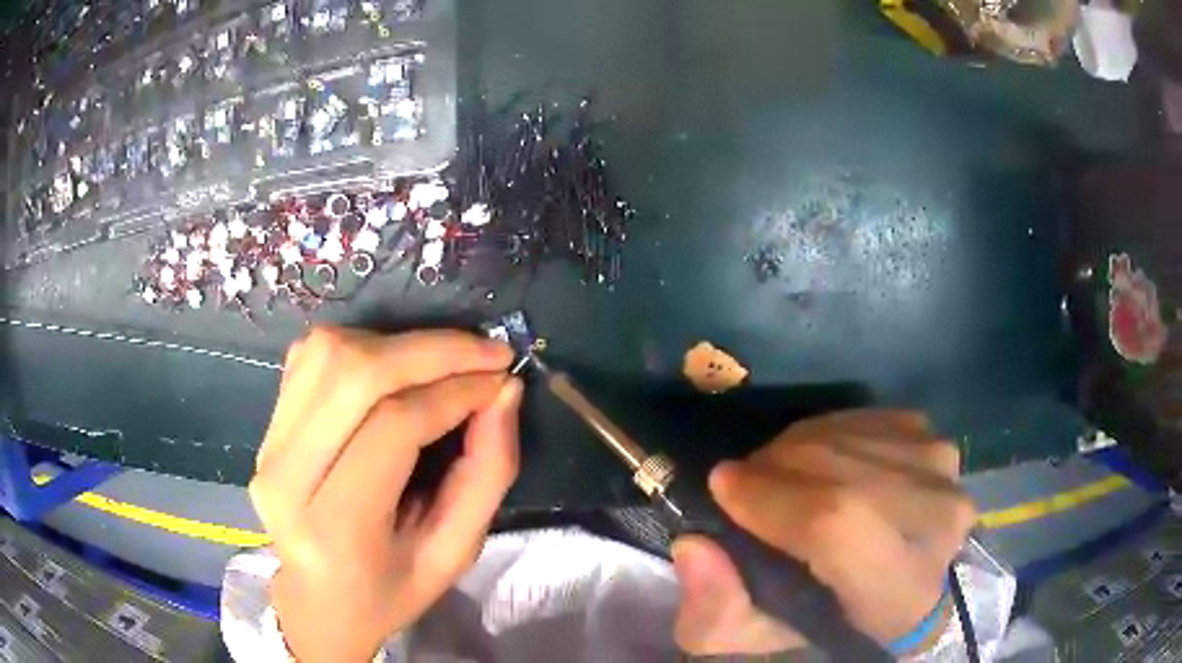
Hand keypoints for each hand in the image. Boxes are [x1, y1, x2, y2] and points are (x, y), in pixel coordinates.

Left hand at [248, 327, 520, 662]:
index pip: (394, 427)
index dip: (455, 392)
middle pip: (353, 373)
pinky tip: (393, 366)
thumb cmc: (391, 590)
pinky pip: (310, 356)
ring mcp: (268, 445)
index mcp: (335, 528)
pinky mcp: (266, 426)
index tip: (501, 378)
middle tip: (484, 352)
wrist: (318, 602)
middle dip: (430, 350)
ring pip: (329, 353)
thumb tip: (503, 391)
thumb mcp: (455, 552)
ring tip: (442, 361)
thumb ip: (487, 473)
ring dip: (396, 344)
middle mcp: (286, 476)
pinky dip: (362, 346)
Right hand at [672, 410, 976, 656]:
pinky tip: (819, 464)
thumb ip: (717, 612)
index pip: (839, 527)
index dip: (773, 501)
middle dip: (773, 471)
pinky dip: (826, 434)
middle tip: (743, 486)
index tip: (723, 489)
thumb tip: (695, 546)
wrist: (904, 593)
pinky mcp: (934, 440)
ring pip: (847, 438)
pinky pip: (862, 419)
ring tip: (778, 477)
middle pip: (841, 473)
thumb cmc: (831, 625)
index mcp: (899, 593)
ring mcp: (942, 472)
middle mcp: (936, 523)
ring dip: (795, 449)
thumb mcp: (758, 640)